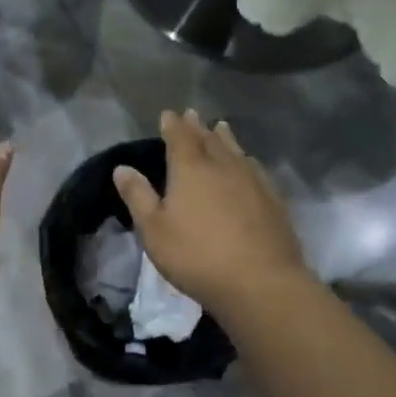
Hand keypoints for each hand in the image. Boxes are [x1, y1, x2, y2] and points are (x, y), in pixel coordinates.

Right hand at [113, 109, 310, 311]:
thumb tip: (122, 168)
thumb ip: (138, 196)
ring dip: (224, 137)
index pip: (180, 137)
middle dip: (198, 126)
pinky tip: (248, 164)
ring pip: (235, 150)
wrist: (260, 282)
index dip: (172, 124)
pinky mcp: (273, 200)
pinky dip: (246, 160)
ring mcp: (252, 181)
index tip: (168, 114)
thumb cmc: (197, 255)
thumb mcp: (154, 229)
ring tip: (221, 128)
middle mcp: (223, 166)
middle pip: (209, 139)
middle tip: (192, 114)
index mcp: (191, 168)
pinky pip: (255, 168)